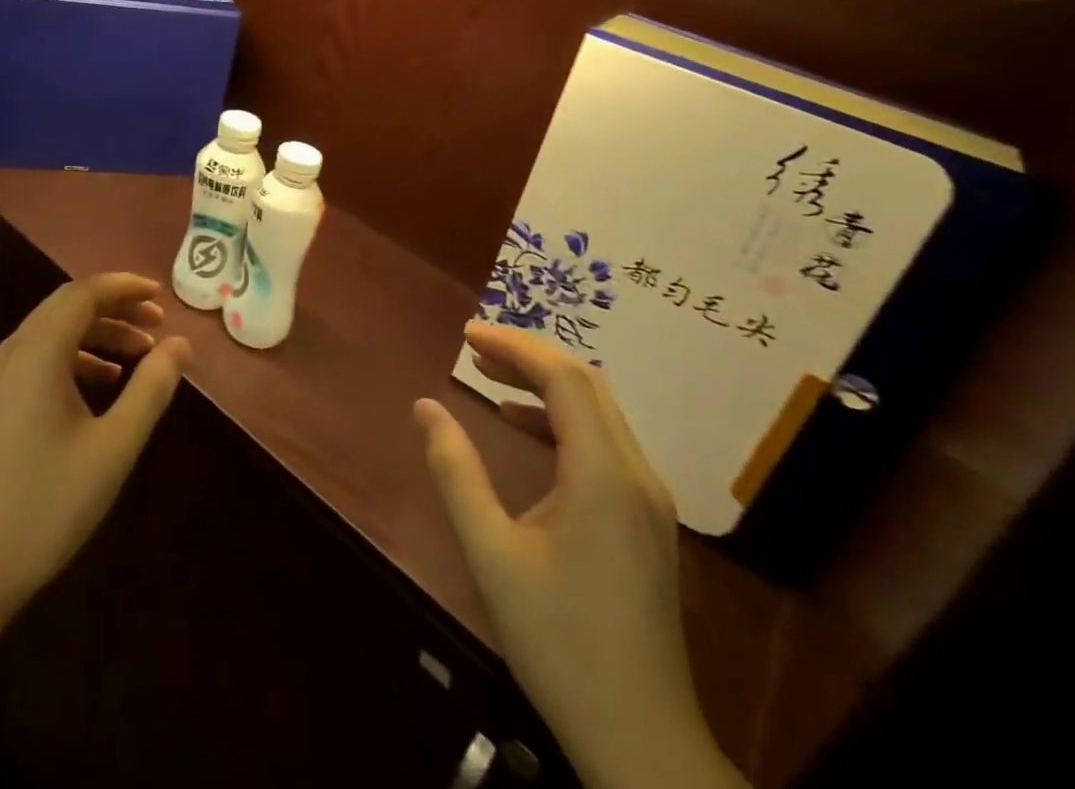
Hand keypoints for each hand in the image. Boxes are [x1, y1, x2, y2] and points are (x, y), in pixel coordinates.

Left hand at [0, 272, 192, 610]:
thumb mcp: (114, 447)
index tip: (160, 297)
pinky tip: (102, 383)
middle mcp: (11, 352)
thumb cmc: (47, 504)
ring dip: (96, 333)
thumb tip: (179, 345)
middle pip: (66, 307)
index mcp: (37, 352)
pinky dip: (74, 357)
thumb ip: (151, 389)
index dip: (124, 287)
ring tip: (139, 354)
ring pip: (51, 332)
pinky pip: (37, 357)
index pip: (83, 294)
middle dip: (114, 308)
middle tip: (156, 324)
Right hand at [415, 324, 744, 788]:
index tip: (466, 335)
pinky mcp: (646, 521)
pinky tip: (522, 427)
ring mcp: (649, 499)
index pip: (564, 379)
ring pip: (599, 411)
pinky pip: (604, 442)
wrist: (641, 739)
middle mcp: (637, 475)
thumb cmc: (559, 642)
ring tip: (488, 375)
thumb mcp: (491, 553)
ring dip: (544, 383)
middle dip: (528, 355)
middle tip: (473, 347)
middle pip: (587, 385)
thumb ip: (455, 471)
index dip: (515, 346)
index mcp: (604, 476)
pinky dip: (561, 418)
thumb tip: (425, 406)